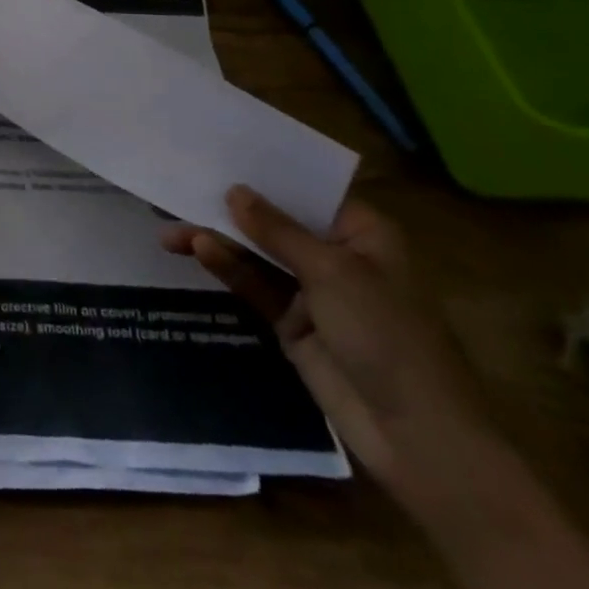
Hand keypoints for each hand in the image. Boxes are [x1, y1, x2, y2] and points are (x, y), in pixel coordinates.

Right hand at [161, 185, 495, 509]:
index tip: (215, 152)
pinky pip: (254, 284)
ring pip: (256, 253)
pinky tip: (198, 251)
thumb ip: (277, 230)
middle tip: (179, 190)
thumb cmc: (388, 335)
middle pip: (273, 221)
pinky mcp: (292, 322)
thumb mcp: (332, 272)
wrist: (418, 437)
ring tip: (171, 230)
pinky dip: (227, 268)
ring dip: (218, 240)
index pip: (303, 190)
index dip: (261, 173)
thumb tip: (235, 190)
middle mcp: (336, 254)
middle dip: (228, 209)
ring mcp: (312, 290)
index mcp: (361, 232)